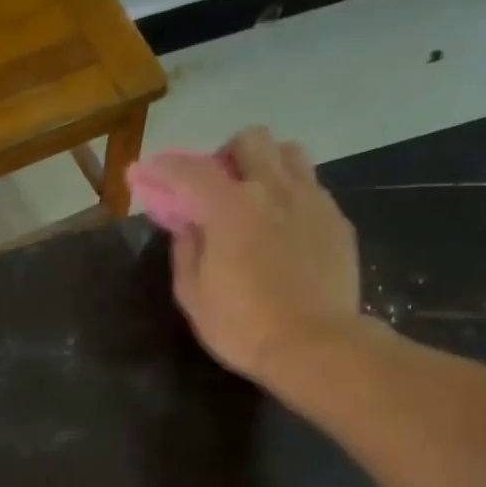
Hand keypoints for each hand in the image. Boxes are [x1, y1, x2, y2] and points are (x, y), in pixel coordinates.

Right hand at [148, 127, 367, 383]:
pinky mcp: (338, 221)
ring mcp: (312, 201)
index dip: (164, 168)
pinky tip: (286, 230)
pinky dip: (291, 196)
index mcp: (231, 206)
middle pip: (251, 140)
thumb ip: (186, 252)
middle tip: (217, 188)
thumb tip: (187, 225)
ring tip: (257, 199)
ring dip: (266, 165)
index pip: (191, 170)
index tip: (147, 172)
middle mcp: (274, 190)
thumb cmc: (243, 327)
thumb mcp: (194, 296)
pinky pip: (312, 188)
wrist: (315, 346)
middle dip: (227, 155)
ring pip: (289, 154)